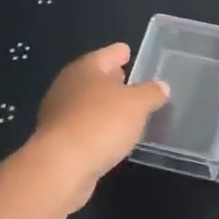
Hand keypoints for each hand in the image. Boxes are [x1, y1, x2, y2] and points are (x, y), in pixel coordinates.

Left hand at [27, 43, 170, 209]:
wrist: (61, 166)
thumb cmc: (101, 123)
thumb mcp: (137, 105)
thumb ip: (151, 93)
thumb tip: (161, 86)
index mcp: (85, 69)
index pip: (106, 54)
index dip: (119, 52)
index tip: (128, 51)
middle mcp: (68, 86)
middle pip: (93, 77)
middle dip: (110, 79)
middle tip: (129, 80)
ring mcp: (59, 113)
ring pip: (87, 102)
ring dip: (104, 105)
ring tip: (125, 110)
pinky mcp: (58, 140)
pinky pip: (83, 125)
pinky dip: (96, 126)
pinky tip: (110, 135)